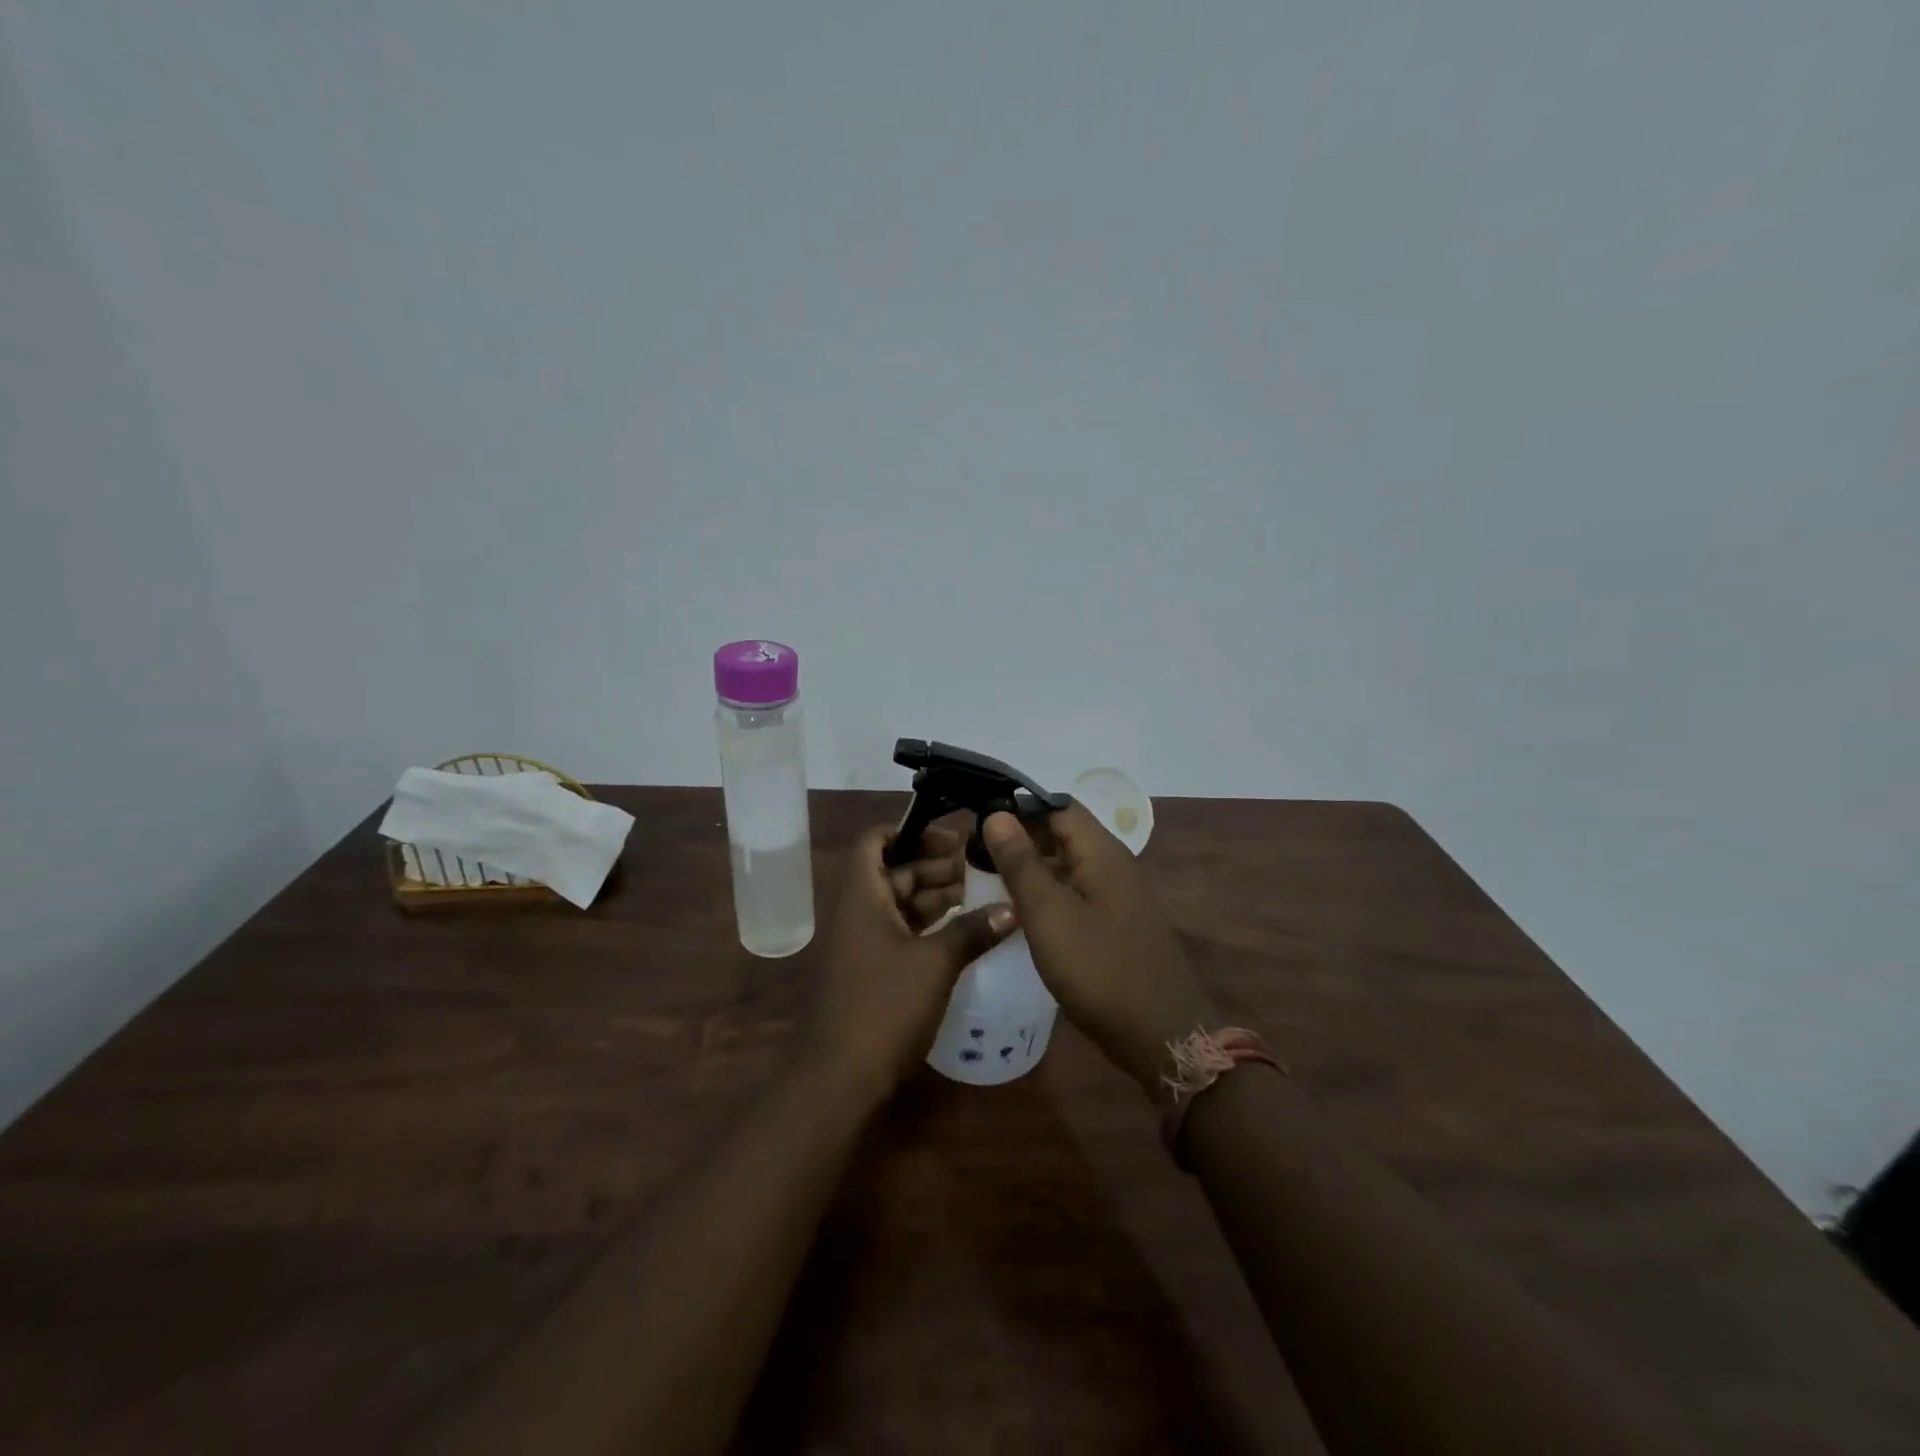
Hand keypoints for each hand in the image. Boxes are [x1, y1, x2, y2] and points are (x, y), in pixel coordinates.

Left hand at [806, 825, 1015, 1101]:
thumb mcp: (935, 963)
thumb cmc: (885, 1007)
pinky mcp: (873, 971)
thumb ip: (973, 930)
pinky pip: (902, 932)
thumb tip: (1013, 909)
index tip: (952, 836)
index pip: (876, 841)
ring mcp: (863, 943)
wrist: (841, 1079)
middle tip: (979, 864)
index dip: (910, 831)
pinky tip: (964, 929)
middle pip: (894, 871)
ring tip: (981, 892)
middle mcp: (858, 912)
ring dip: (935, 895)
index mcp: (862, 896)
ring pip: (900, 903)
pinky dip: (929, 925)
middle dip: (934, 864)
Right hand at [982, 805, 1215, 1098]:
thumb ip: (1021, 862)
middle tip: (974, 850)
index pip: (1057, 806)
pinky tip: (1019, 911)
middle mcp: (1113, 865)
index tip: (977, 817)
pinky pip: (1075, 893)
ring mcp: (1117, 896)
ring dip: (1031, 867)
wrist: (1160, 1034)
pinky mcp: (1114, 924)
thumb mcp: (1049, 913)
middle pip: (1063, 833)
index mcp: (1101, 851)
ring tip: (986, 877)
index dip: (1018, 806)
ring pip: (1067, 865)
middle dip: (1020, 837)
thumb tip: (997, 815)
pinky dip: (1046, 893)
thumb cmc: (1099, 968)